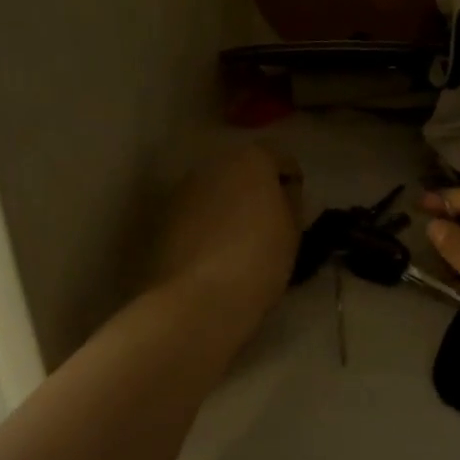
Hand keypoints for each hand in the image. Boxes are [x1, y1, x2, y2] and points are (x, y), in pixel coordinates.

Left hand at [152, 144, 300, 330]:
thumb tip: (282, 192)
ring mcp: (183, 189)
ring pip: (215, 191)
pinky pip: (195, 213)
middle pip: (243, 170)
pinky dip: (205, 224)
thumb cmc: (258, 260)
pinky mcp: (163, 216)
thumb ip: (290, 201)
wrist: (197, 299)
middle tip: (268, 224)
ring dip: (227, 206)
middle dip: (255, 190)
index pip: (281, 160)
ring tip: (238, 242)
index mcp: (251, 159)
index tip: (296, 210)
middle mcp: (213, 163)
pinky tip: (213, 254)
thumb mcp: (293, 231)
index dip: (292, 184)